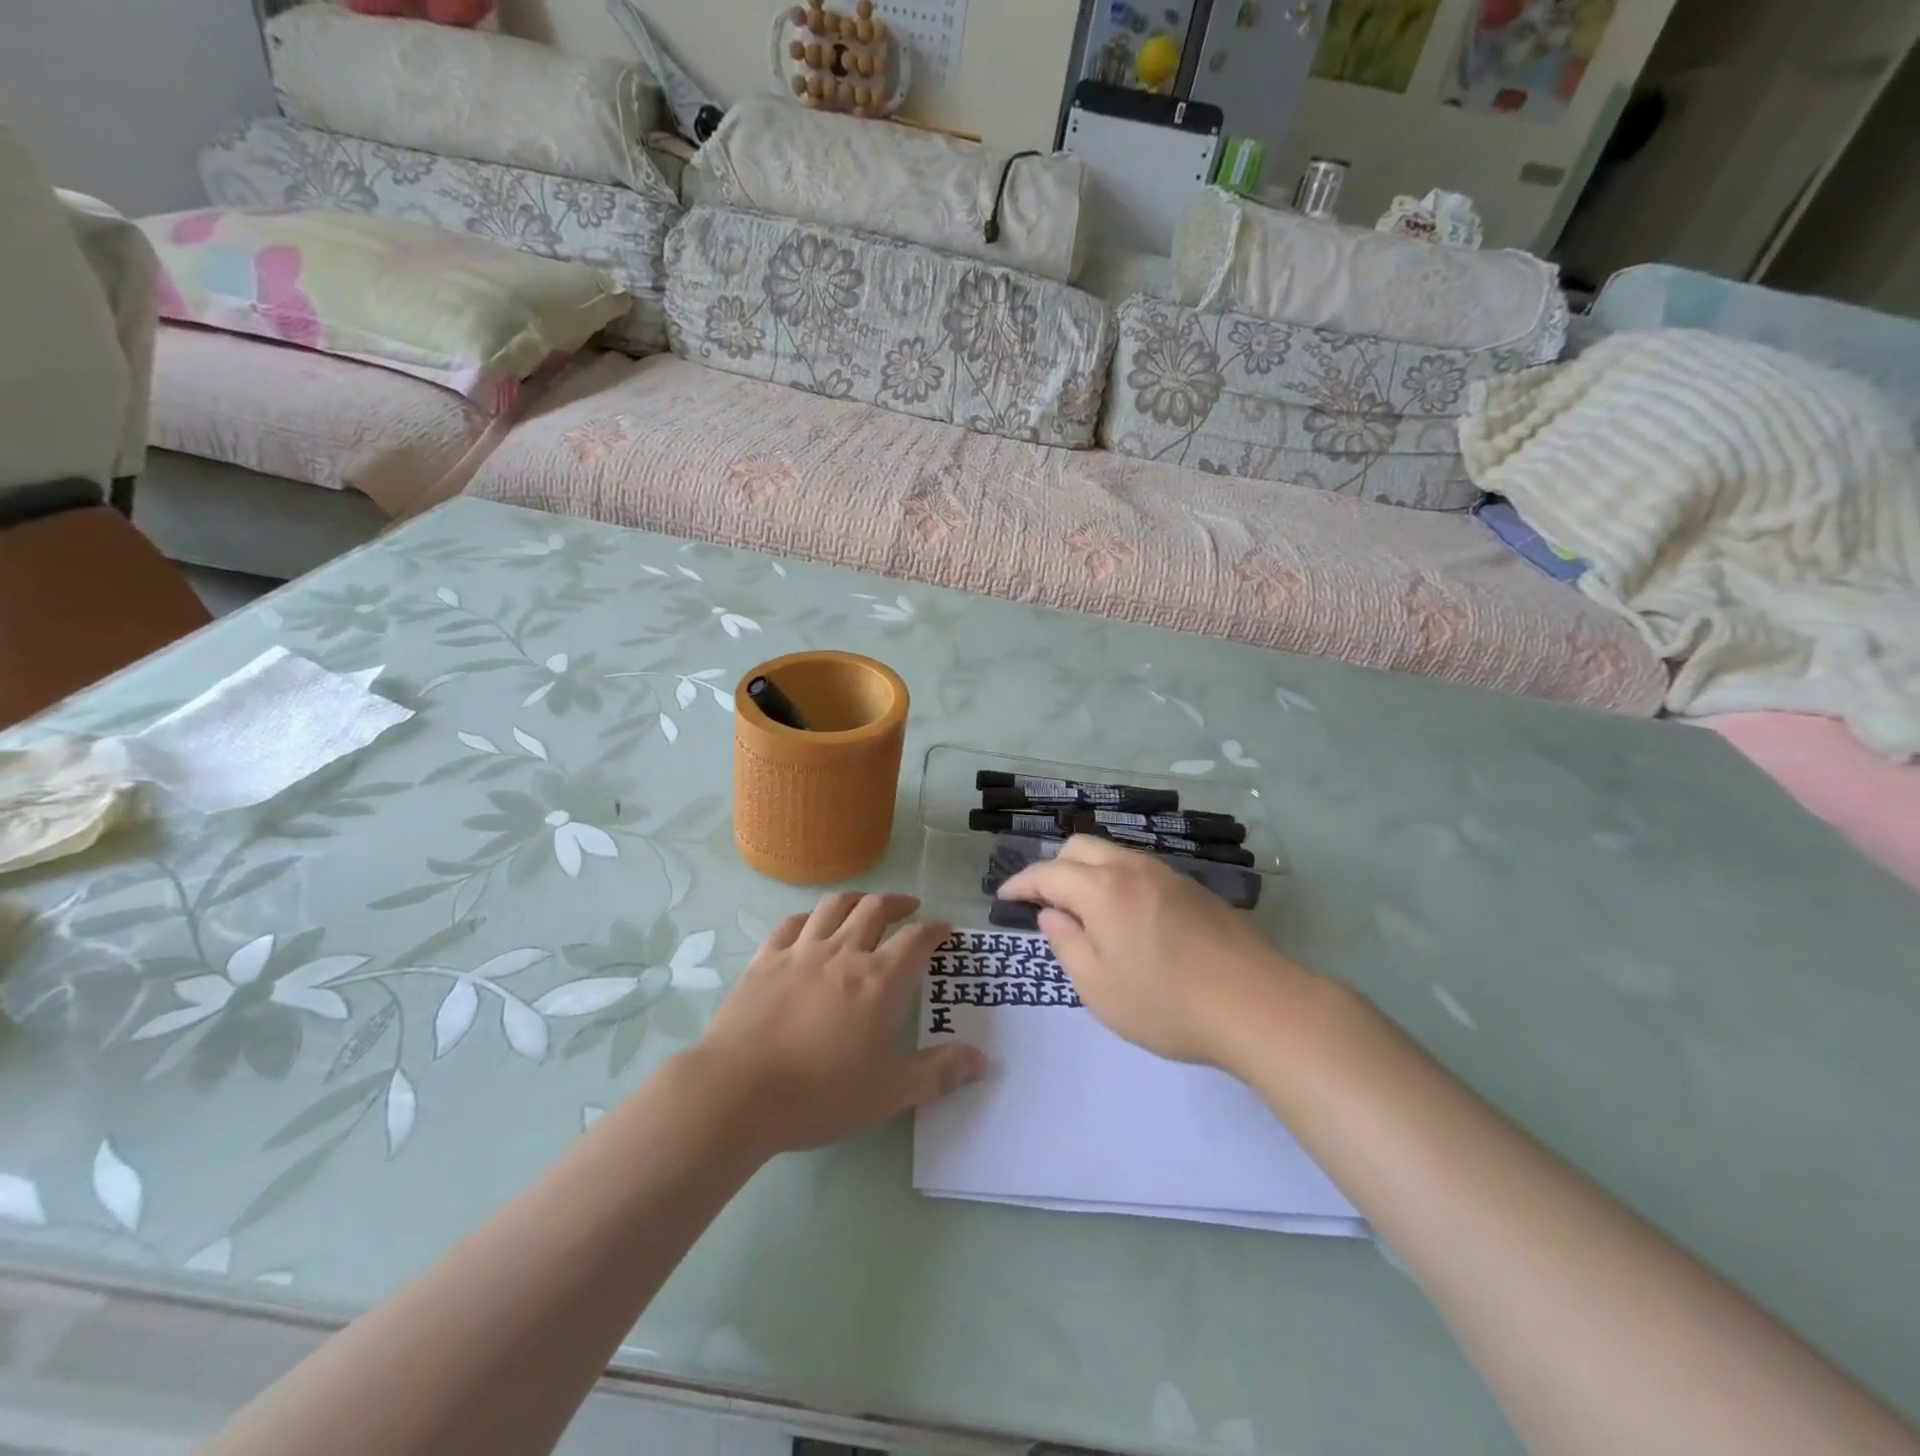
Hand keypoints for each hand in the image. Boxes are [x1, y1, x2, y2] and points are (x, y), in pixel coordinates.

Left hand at [686, 892, 985, 1154]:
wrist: (739, 1091)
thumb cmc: (821, 1093)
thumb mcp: (890, 1092)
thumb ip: (940, 1073)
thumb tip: (983, 1060)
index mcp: (880, 980)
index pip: (917, 938)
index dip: (936, 930)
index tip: (945, 929)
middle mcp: (844, 952)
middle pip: (876, 908)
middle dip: (898, 902)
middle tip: (909, 907)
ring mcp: (801, 951)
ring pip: (834, 906)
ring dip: (856, 899)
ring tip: (865, 904)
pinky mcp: (765, 959)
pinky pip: (792, 923)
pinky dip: (809, 917)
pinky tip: (811, 925)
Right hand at [998, 836, 1320, 1069]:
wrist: (1259, 1005)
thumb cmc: (1168, 1004)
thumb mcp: (1100, 988)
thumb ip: (1067, 944)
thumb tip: (1051, 914)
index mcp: (1103, 890)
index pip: (1048, 873)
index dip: (1021, 883)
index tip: (1003, 897)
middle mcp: (1133, 869)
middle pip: (1080, 847)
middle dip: (1053, 867)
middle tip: (1045, 903)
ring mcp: (1168, 875)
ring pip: (1113, 854)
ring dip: (1087, 872)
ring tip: (1084, 912)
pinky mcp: (1194, 889)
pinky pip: (1140, 870)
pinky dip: (1117, 880)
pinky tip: (1127, 918)